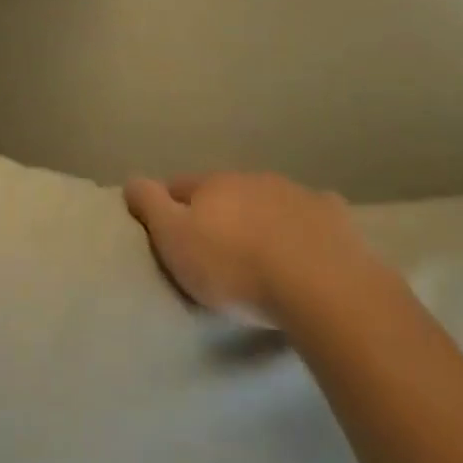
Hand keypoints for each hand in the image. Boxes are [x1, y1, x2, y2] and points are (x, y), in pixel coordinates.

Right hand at [123, 172, 378, 325]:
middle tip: (216, 244)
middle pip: (227, 191)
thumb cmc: (236, 266)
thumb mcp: (176, 240)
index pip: (180, 185)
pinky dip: (304, 226)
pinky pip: (311, 215)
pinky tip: (309, 247)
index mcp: (213, 184)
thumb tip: (131, 179)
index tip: (166, 225)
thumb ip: (151, 207)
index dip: (169, 202)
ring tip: (261, 251)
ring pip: (269, 200)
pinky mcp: (331, 215)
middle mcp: (252, 178)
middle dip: (220, 210)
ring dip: (261, 217)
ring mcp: (295, 193)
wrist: (319, 284)